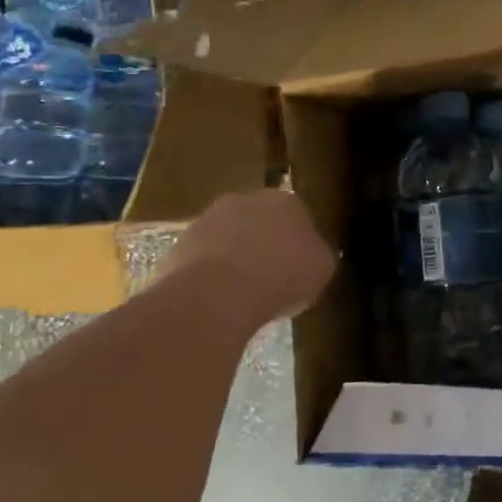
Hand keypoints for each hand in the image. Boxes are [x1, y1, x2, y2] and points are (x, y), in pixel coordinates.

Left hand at [155, 188, 336, 323]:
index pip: (297, 216)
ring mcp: (207, 220)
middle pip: (259, 222)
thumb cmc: (282, 276)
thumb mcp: (322, 269)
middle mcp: (245, 200)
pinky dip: (209, 277)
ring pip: (227, 239)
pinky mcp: (179, 245)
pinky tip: (217, 301)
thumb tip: (314, 254)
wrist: (218, 294)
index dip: (299, 243)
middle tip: (271, 278)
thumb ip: (319, 255)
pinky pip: (202, 261)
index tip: (299, 267)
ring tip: (241, 295)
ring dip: (234, 259)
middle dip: (264, 244)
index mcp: (285, 200)